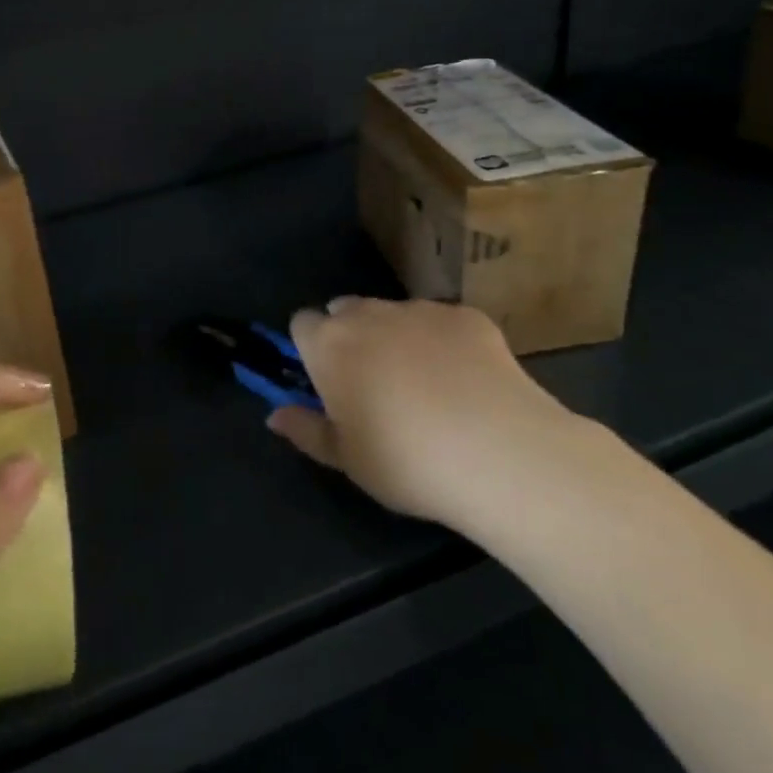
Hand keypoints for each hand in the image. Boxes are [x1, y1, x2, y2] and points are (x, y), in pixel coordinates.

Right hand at [269, 297, 595, 532]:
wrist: (499, 451)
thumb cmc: (406, 462)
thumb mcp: (347, 460)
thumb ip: (306, 430)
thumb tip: (273, 415)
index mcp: (330, 345)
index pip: (302, 323)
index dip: (310, 348)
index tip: (326, 380)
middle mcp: (369, 314)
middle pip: (346, 310)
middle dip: (351, 335)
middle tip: (373, 384)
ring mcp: (420, 309)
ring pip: (394, 313)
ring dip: (396, 336)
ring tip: (425, 385)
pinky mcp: (466, 315)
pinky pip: (442, 321)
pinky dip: (444, 342)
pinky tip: (467, 381)